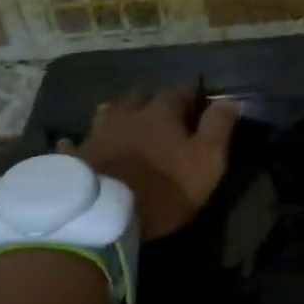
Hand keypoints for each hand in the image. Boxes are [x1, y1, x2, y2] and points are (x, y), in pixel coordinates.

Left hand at [67, 87, 239, 240]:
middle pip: (140, 95)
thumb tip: (230, 100)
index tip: (200, 89)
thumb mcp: (207, 160)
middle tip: (162, 106)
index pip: (181, 90)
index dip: (192, 89)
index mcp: (161, 112)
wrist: (104, 215)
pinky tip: (77, 144)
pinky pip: (75, 143)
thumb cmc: (164, 188)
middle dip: (153, 97)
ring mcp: (96, 133)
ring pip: (108, 112)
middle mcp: (127, 114)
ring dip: (118, 112)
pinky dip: (80, 142)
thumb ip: (219, 128)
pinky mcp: (74, 157)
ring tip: (124, 117)